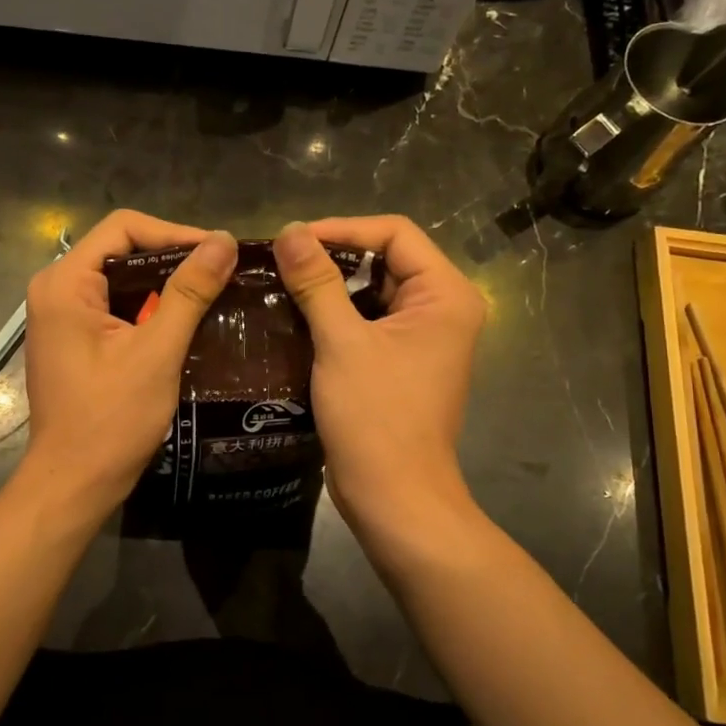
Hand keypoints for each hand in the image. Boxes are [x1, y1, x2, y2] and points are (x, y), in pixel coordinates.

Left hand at [23, 210, 237, 506]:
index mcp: (64, 283)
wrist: (74, 483)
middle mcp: (55, 289)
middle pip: (121, 250)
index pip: (123, 228)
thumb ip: (189, 292)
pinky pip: (116, 306)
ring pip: (121, 279)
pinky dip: (150, 308)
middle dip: (173, 258)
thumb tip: (223, 241)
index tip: (219, 252)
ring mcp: (61, 315)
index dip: (174, 233)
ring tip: (213, 292)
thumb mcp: (156, 351)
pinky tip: (187, 320)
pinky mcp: (73, 339)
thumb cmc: (111, 419)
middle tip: (222, 272)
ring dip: (165, 284)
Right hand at [272, 216, 485, 534]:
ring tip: (280, 282)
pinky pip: (367, 321)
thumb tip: (289, 231)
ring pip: (371, 291)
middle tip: (280, 260)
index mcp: (445, 295)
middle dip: (332, 256)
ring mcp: (422, 338)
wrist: (394, 497)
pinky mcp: (400, 362)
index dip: (343, 228)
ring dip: (328, 286)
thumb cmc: (376, 417)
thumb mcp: (342, 343)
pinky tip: (294, 315)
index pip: (395, 233)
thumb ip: (317, 282)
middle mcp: (441, 308)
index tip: (292, 239)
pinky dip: (333, 315)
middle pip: (384, 258)